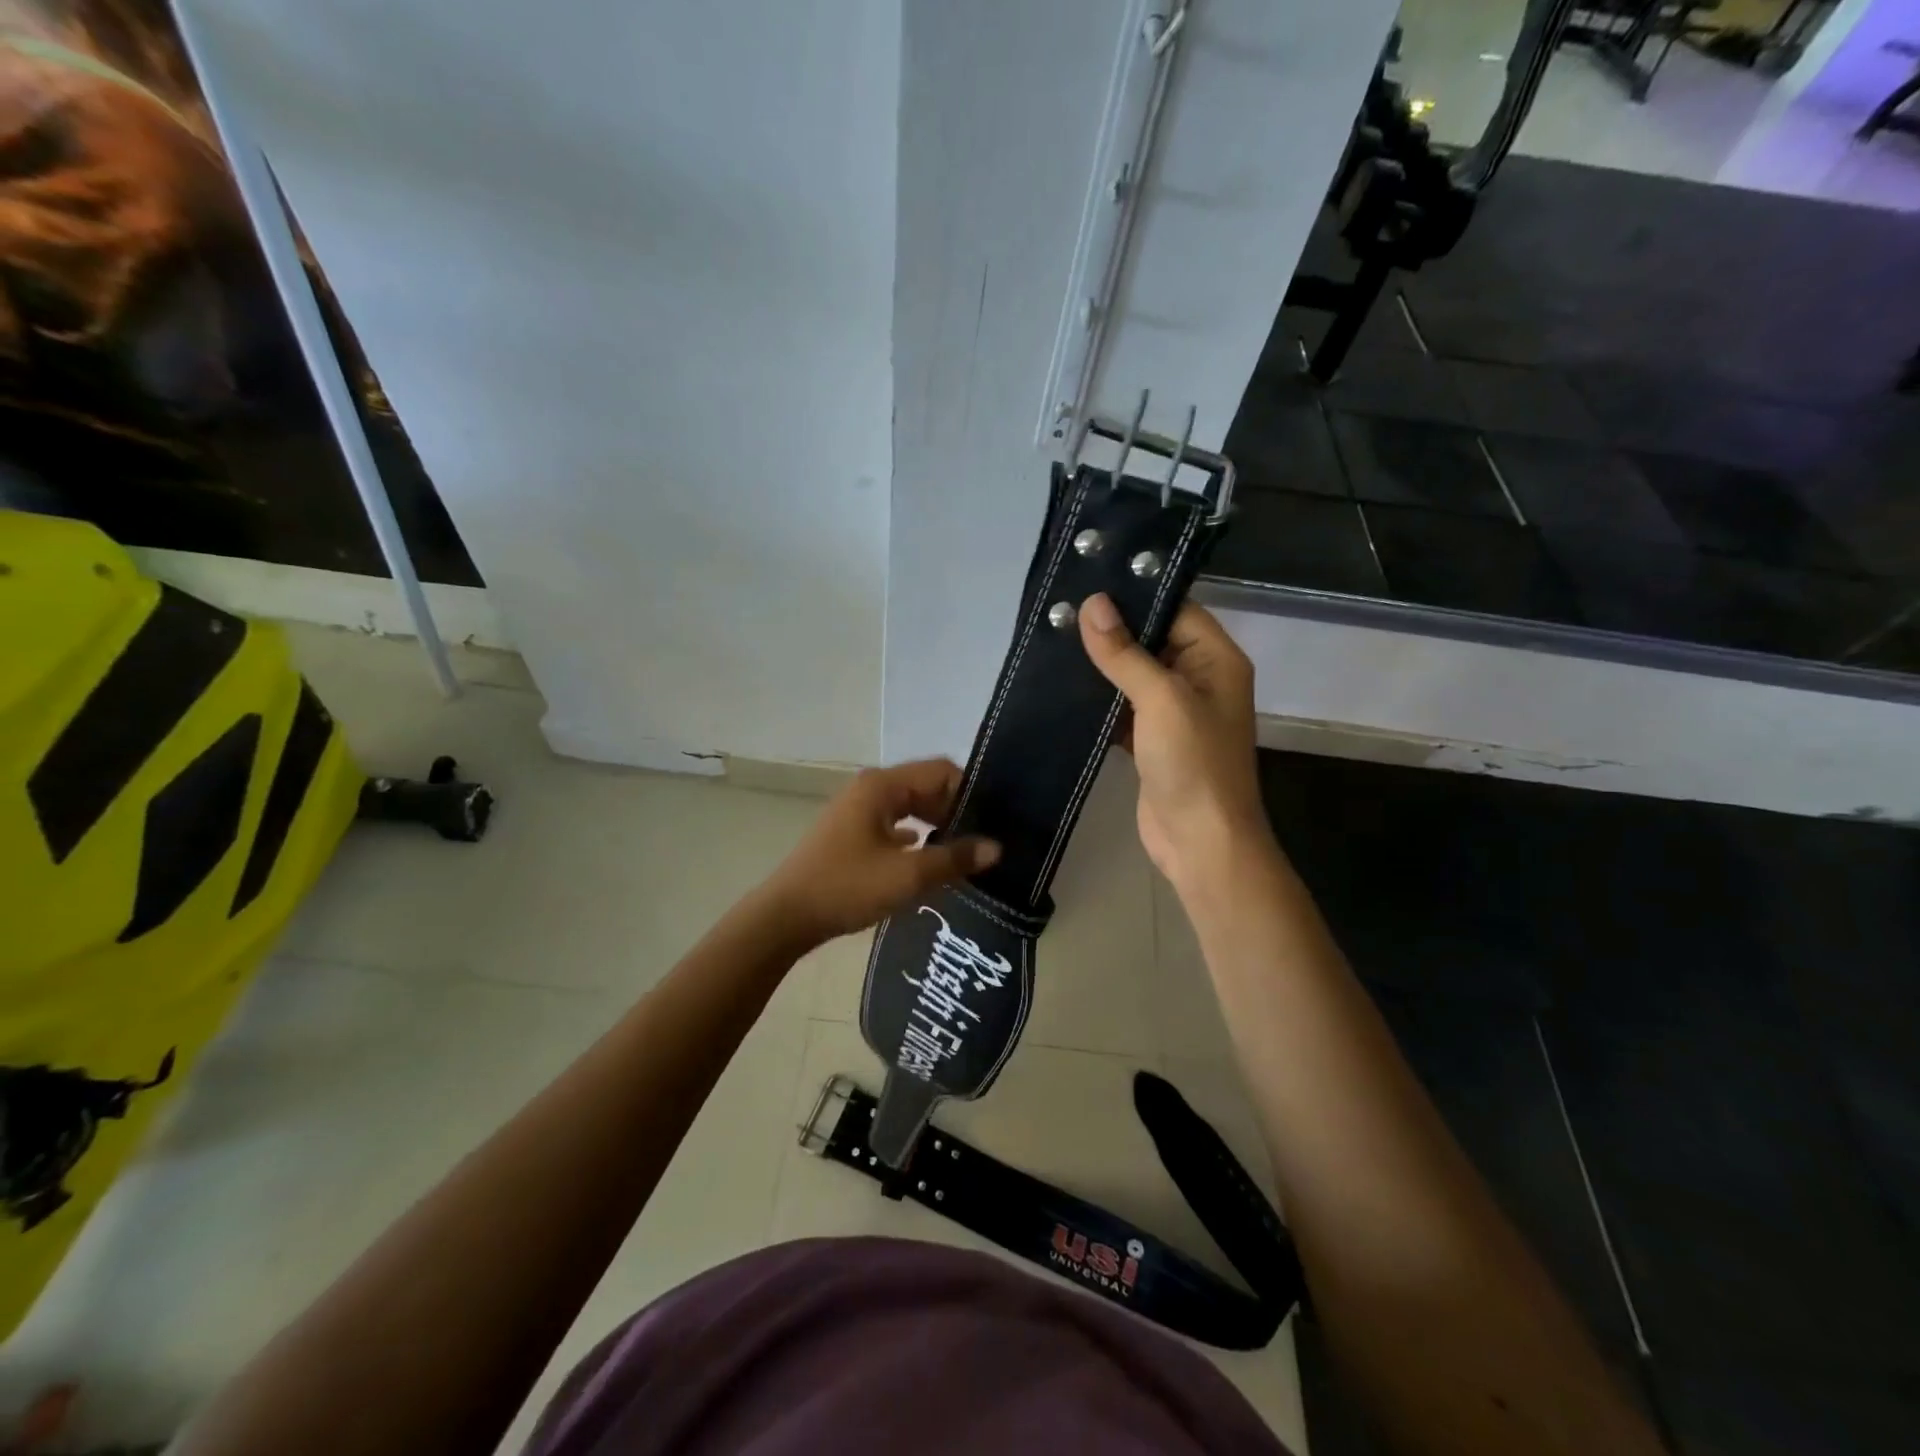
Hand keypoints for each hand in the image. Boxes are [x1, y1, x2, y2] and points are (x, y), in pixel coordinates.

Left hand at [757, 759, 1000, 948]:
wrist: (786, 916)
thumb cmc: (847, 887)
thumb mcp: (907, 875)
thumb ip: (954, 858)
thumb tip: (996, 848)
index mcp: (883, 785)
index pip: (941, 771)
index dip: (970, 793)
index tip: (994, 822)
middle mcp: (871, 788)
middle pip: (926, 787)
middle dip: (956, 810)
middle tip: (985, 840)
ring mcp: (858, 810)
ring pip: (911, 807)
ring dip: (937, 825)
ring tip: (964, 853)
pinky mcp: (852, 833)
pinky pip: (894, 825)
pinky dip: (916, 839)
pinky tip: (931, 862)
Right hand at [1078, 594, 1273, 888]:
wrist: (1200, 842)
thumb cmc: (1193, 763)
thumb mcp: (1161, 699)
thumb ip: (1125, 652)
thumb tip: (1092, 603)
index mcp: (1215, 659)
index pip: (1176, 609)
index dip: (1137, 594)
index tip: (1088, 581)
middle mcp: (1199, 679)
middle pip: (1152, 639)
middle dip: (1110, 628)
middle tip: (1060, 609)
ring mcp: (1174, 712)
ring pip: (1133, 674)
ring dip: (1100, 664)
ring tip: (1054, 638)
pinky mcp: (1151, 739)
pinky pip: (1122, 706)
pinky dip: (1098, 698)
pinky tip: (1062, 684)